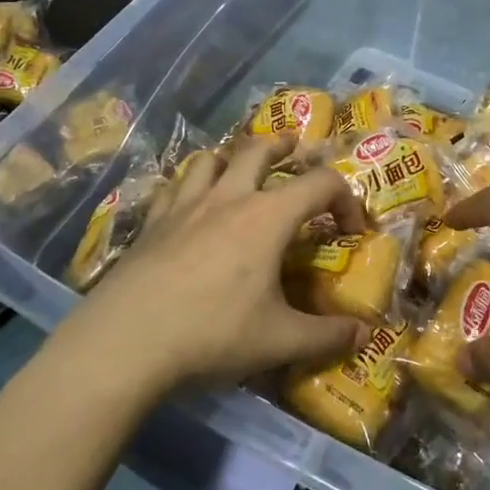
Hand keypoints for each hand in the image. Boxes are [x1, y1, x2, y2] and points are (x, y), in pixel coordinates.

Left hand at [63, 134, 372, 395]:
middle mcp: (228, 198)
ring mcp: (185, 205)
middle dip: (284, 147)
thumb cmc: (212, 333)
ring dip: (233, 157)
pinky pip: (175, 186)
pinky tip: (190, 204)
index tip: (352, 230)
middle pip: (259, 149)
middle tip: (295, 152)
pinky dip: (191, 185)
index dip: (347, 199)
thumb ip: (327, 336)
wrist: (124, 342)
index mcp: (268, 217)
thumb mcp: (279, 340)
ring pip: (211, 159)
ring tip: (241, 170)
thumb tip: (365, 335)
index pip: (321, 184)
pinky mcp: (152, 222)